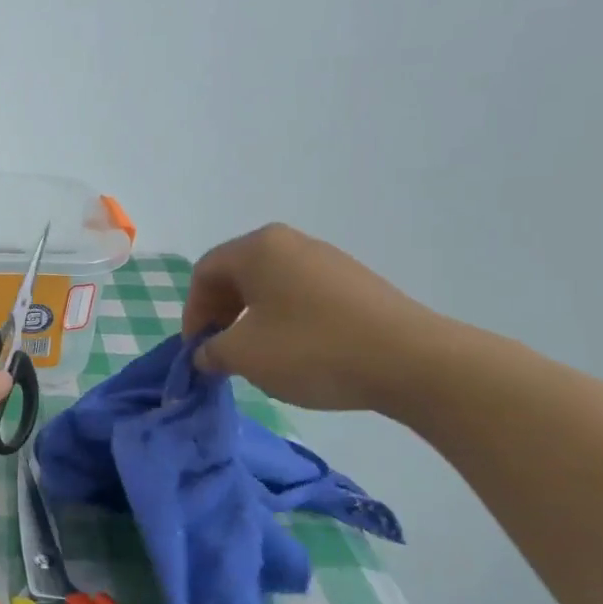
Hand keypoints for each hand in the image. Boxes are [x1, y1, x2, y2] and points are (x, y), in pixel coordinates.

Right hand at [182, 223, 444, 412]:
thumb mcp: (245, 355)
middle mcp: (291, 242)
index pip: (205, 272)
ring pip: (270, 286)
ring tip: (256, 356)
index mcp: (258, 248)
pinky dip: (284, 320)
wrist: (410, 361)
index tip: (196, 350)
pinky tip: (295, 352)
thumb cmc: (311, 349)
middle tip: (220, 352)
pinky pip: (301, 295)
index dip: (192, 312)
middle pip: (237, 275)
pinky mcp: (355, 283)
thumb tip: (205, 353)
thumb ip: (211, 351)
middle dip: (220, 314)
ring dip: (251, 319)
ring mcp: (327, 260)